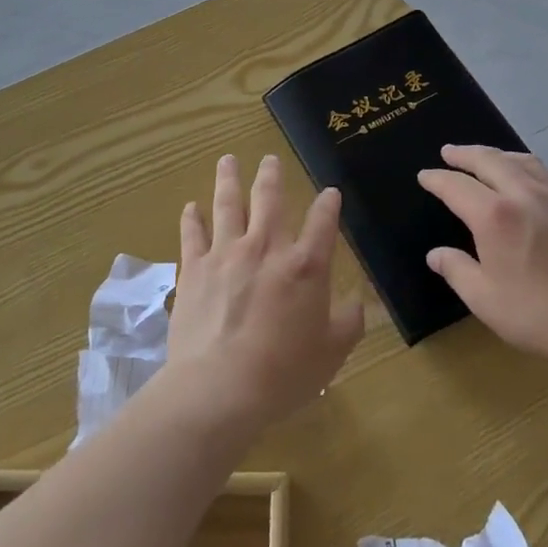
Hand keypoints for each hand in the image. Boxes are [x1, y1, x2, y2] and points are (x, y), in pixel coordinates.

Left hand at [166, 154, 364, 433]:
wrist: (220, 388)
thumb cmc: (283, 373)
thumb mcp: (332, 352)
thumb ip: (349, 322)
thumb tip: (357, 302)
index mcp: (305, 266)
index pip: (323, 222)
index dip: (329, 204)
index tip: (330, 192)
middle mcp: (266, 248)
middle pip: (269, 199)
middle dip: (272, 176)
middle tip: (270, 159)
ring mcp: (226, 254)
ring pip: (228, 204)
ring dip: (229, 179)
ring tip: (228, 160)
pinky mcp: (194, 268)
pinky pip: (192, 233)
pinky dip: (192, 217)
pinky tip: (191, 206)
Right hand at [417, 144, 547, 370]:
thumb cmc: (539, 314)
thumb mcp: (485, 300)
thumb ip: (456, 271)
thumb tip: (436, 254)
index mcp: (494, 216)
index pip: (457, 187)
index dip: (438, 179)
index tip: (425, 175)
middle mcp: (523, 196)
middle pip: (490, 161)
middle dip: (465, 154)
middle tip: (449, 152)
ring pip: (521, 161)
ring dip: (497, 154)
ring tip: (485, 157)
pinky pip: (544, 174)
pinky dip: (523, 166)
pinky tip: (524, 180)